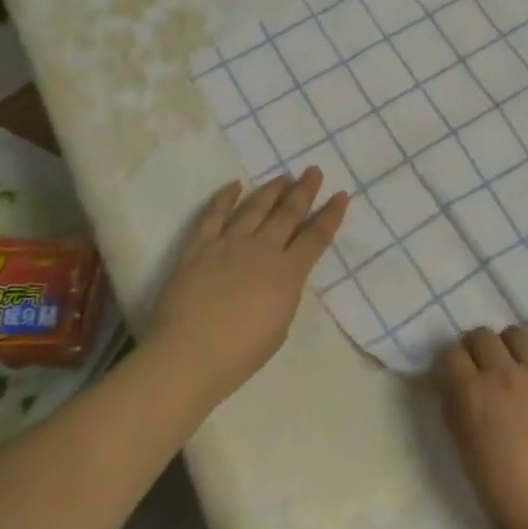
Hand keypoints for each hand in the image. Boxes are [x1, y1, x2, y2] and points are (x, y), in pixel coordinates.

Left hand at [146, 169, 347, 409]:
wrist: (187, 357)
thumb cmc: (238, 355)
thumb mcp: (280, 327)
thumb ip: (285, 293)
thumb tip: (281, 276)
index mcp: (287, 274)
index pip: (315, 237)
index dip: (330, 215)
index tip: (340, 195)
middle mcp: (261, 250)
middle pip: (288, 213)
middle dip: (304, 190)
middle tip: (313, 172)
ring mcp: (228, 244)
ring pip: (255, 207)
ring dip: (272, 189)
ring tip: (284, 176)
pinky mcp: (199, 246)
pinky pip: (214, 214)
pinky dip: (225, 197)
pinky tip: (236, 186)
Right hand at [438, 326, 527, 528]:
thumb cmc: (512, 500)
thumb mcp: (468, 457)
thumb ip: (457, 414)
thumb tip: (454, 388)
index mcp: (472, 396)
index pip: (451, 354)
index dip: (452, 365)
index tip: (457, 376)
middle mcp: (504, 373)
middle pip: (481, 335)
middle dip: (477, 350)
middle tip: (485, 371)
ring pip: (516, 333)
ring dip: (510, 347)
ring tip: (517, 369)